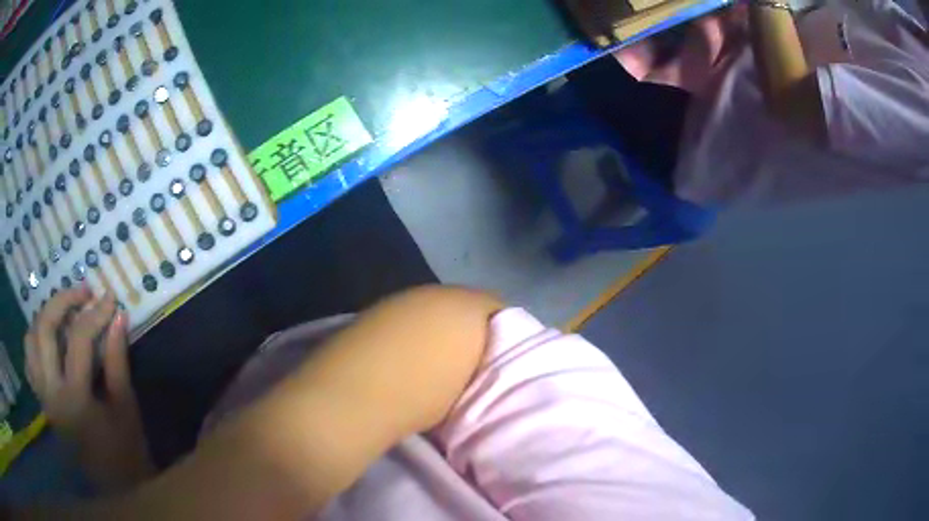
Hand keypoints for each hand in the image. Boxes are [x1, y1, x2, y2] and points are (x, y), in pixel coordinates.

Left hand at [24, 288, 153, 491]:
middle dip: (63, 301)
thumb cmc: (126, 453)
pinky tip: (47, 340)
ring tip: (62, 311)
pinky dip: (35, 341)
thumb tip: (117, 318)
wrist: (114, 490)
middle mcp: (51, 391)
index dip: (95, 313)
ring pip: (30, 339)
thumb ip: (117, 361)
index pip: (79, 338)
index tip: (111, 299)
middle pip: (45, 328)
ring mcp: (43, 395)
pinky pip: (29, 361)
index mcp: (75, 398)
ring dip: (45, 316)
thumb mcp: (126, 409)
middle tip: (82, 291)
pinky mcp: (42, 401)